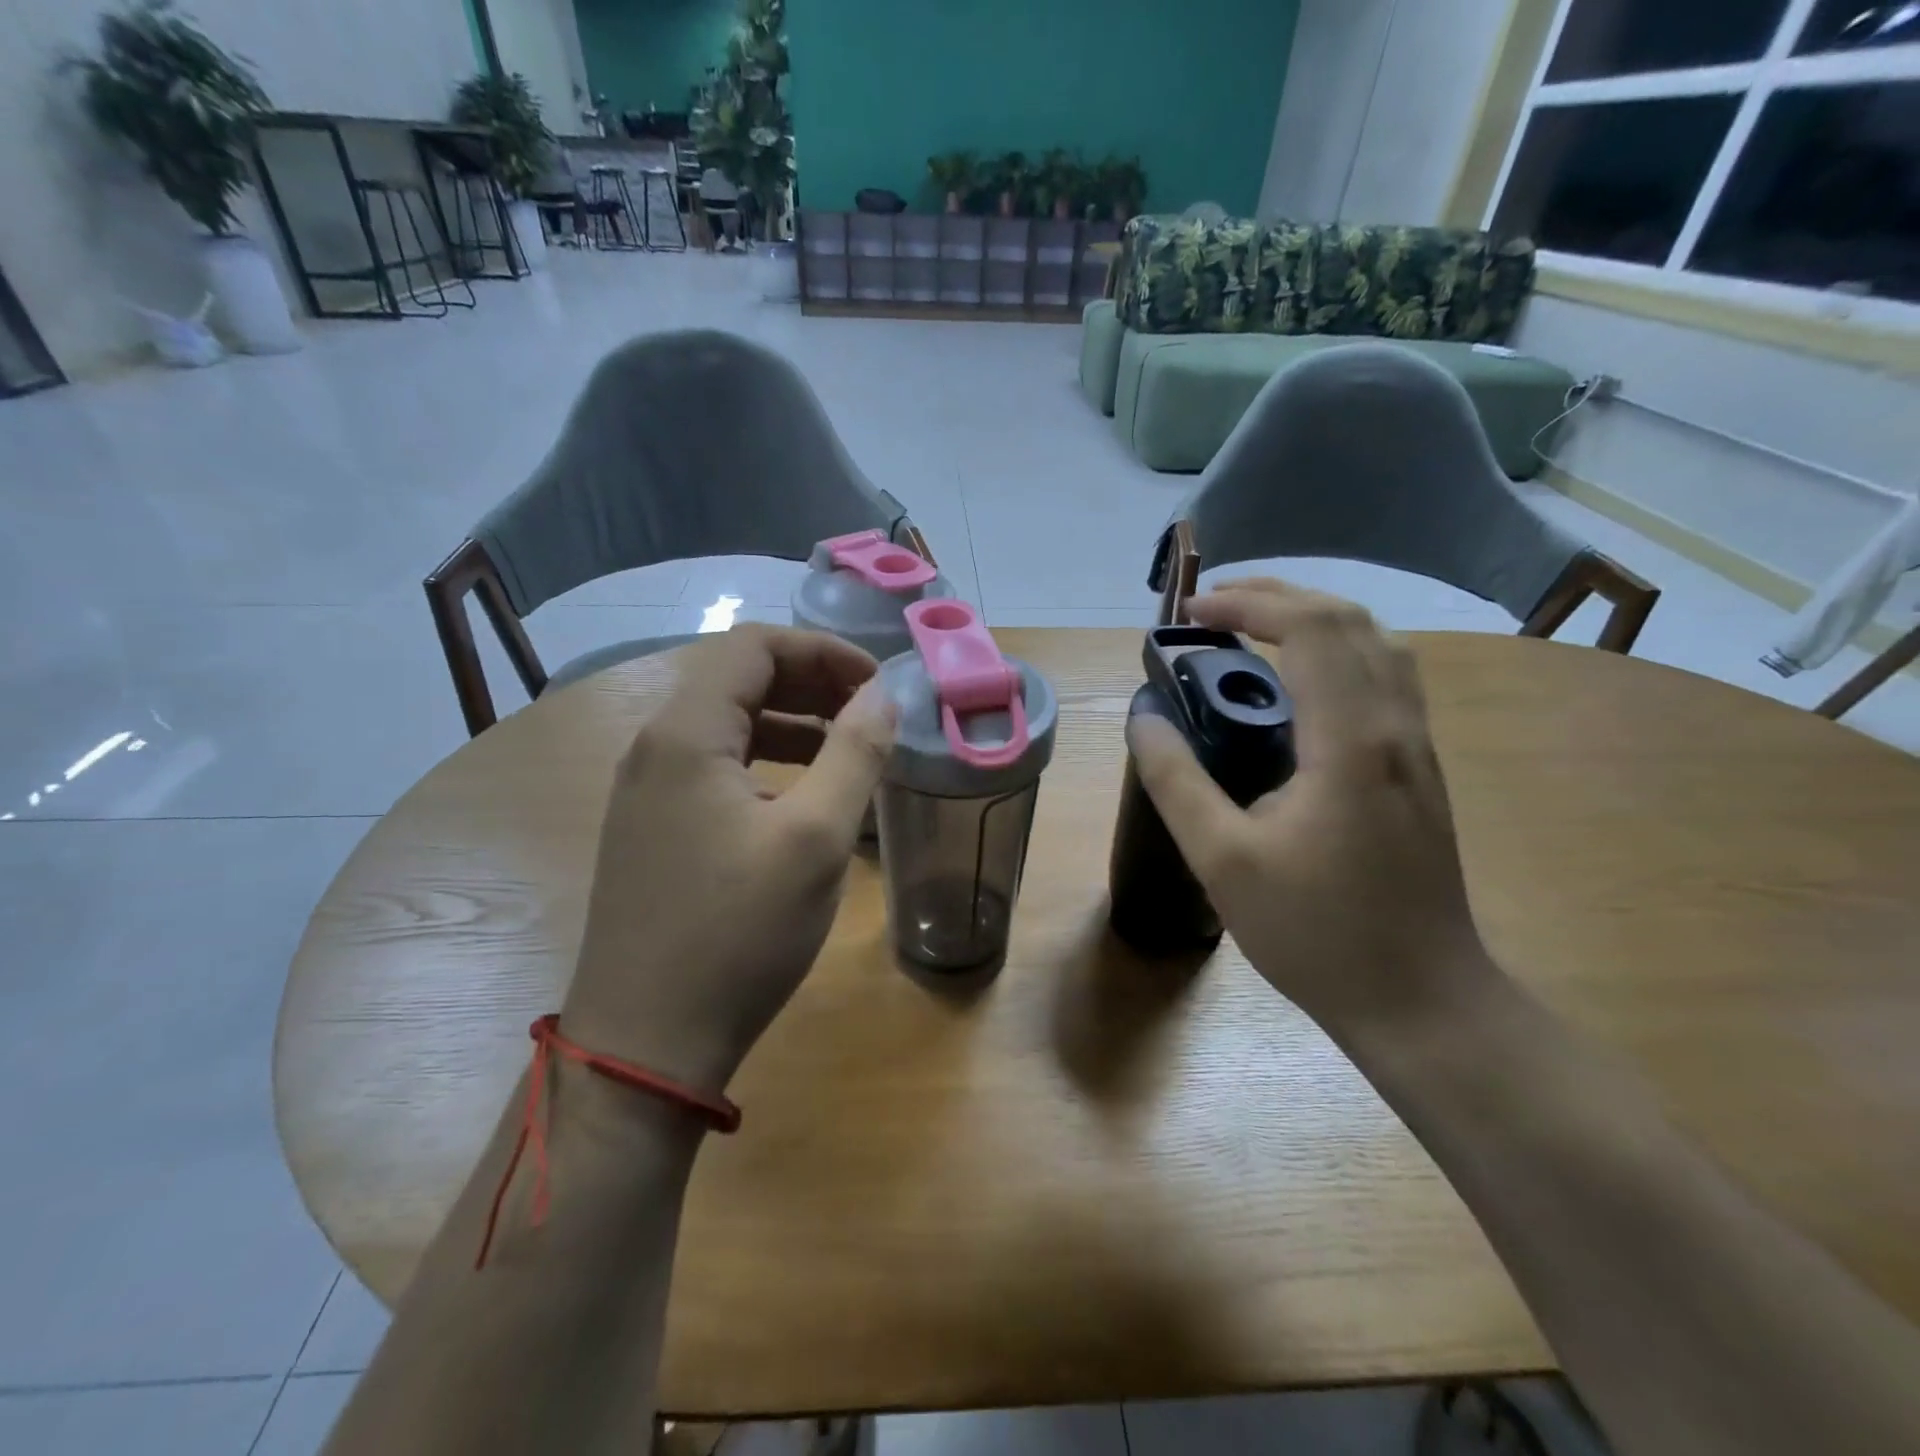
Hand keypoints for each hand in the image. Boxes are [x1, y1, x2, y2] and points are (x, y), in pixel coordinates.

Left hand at [561, 625, 895, 1094]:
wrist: (647, 1043)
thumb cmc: (738, 934)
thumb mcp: (816, 838)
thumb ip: (855, 752)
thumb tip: (882, 695)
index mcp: (685, 733)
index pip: (753, 646)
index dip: (823, 651)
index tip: (877, 685)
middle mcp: (654, 747)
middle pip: (738, 679)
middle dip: (811, 683)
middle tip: (871, 713)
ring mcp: (646, 791)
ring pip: (727, 726)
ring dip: (792, 723)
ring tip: (848, 750)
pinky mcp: (652, 829)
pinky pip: (715, 769)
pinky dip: (766, 763)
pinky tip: (803, 798)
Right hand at [1129, 580, 1496, 1039]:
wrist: (1422, 1000)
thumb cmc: (1316, 933)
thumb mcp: (1222, 860)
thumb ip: (1176, 780)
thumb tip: (1143, 716)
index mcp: (1351, 741)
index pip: (1311, 628)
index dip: (1247, 605)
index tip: (1190, 615)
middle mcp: (1396, 726)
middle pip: (1351, 619)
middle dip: (1278, 596)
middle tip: (1213, 609)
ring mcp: (1417, 747)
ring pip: (1378, 644)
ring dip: (1313, 618)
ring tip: (1251, 629)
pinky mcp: (1419, 768)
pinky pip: (1384, 677)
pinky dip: (1337, 651)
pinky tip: (1297, 683)